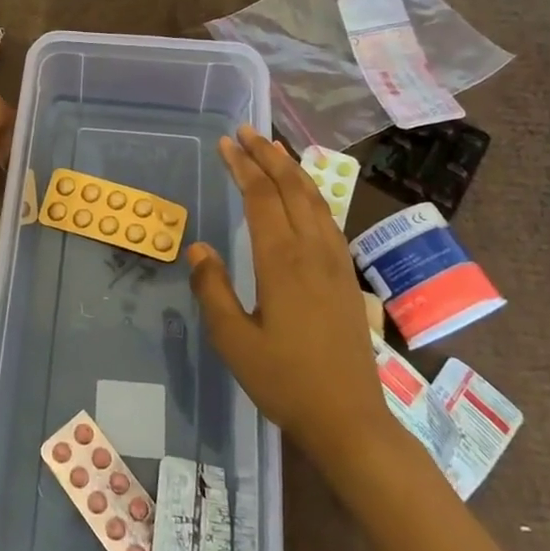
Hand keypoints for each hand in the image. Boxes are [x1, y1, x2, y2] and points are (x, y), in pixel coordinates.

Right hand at [188, 127, 391, 465]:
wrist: (349, 419)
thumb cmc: (285, 381)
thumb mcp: (234, 341)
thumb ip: (213, 289)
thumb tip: (200, 247)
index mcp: (282, 262)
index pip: (261, 198)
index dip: (243, 166)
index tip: (225, 143)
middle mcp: (313, 251)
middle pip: (292, 188)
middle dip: (268, 156)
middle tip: (246, 132)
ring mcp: (336, 262)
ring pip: (316, 199)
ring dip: (292, 169)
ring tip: (273, 149)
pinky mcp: (348, 276)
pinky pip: (329, 219)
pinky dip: (312, 193)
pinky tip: (304, 196)